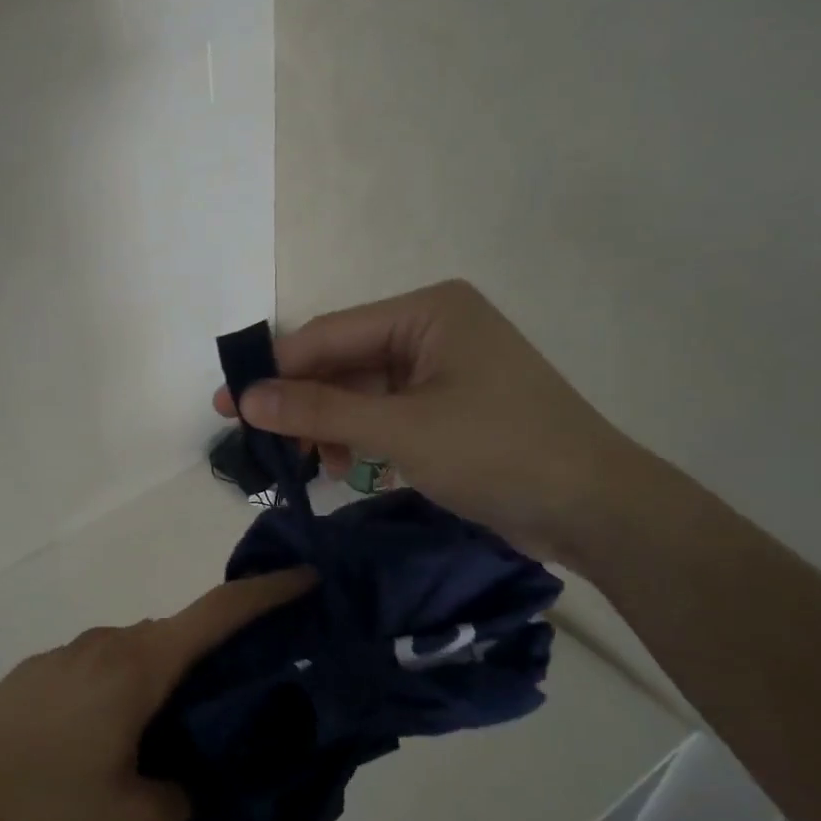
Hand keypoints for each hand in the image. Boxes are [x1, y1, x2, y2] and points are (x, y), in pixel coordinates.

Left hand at [0, 569, 314, 820]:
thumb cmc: (46, 805)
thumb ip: (182, 792)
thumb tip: (188, 774)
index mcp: (139, 666)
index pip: (217, 612)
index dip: (267, 590)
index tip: (304, 577)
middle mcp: (108, 642)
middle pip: (178, 636)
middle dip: (213, 658)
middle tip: (231, 705)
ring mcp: (69, 652)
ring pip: (137, 654)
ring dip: (161, 682)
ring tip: (161, 740)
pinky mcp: (39, 669)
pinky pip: (100, 668)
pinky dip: (121, 689)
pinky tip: (102, 742)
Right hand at [215, 280, 648, 563]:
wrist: (594, 509)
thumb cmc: (497, 452)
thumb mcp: (400, 430)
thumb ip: (319, 411)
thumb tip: (246, 399)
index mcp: (428, 311)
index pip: (331, 333)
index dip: (275, 369)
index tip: (227, 401)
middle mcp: (434, 330)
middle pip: (345, 362)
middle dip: (302, 402)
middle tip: (252, 436)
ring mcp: (444, 371)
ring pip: (362, 392)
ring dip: (329, 425)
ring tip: (304, 464)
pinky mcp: (449, 409)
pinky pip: (386, 414)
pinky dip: (359, 438)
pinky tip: (341, 467)